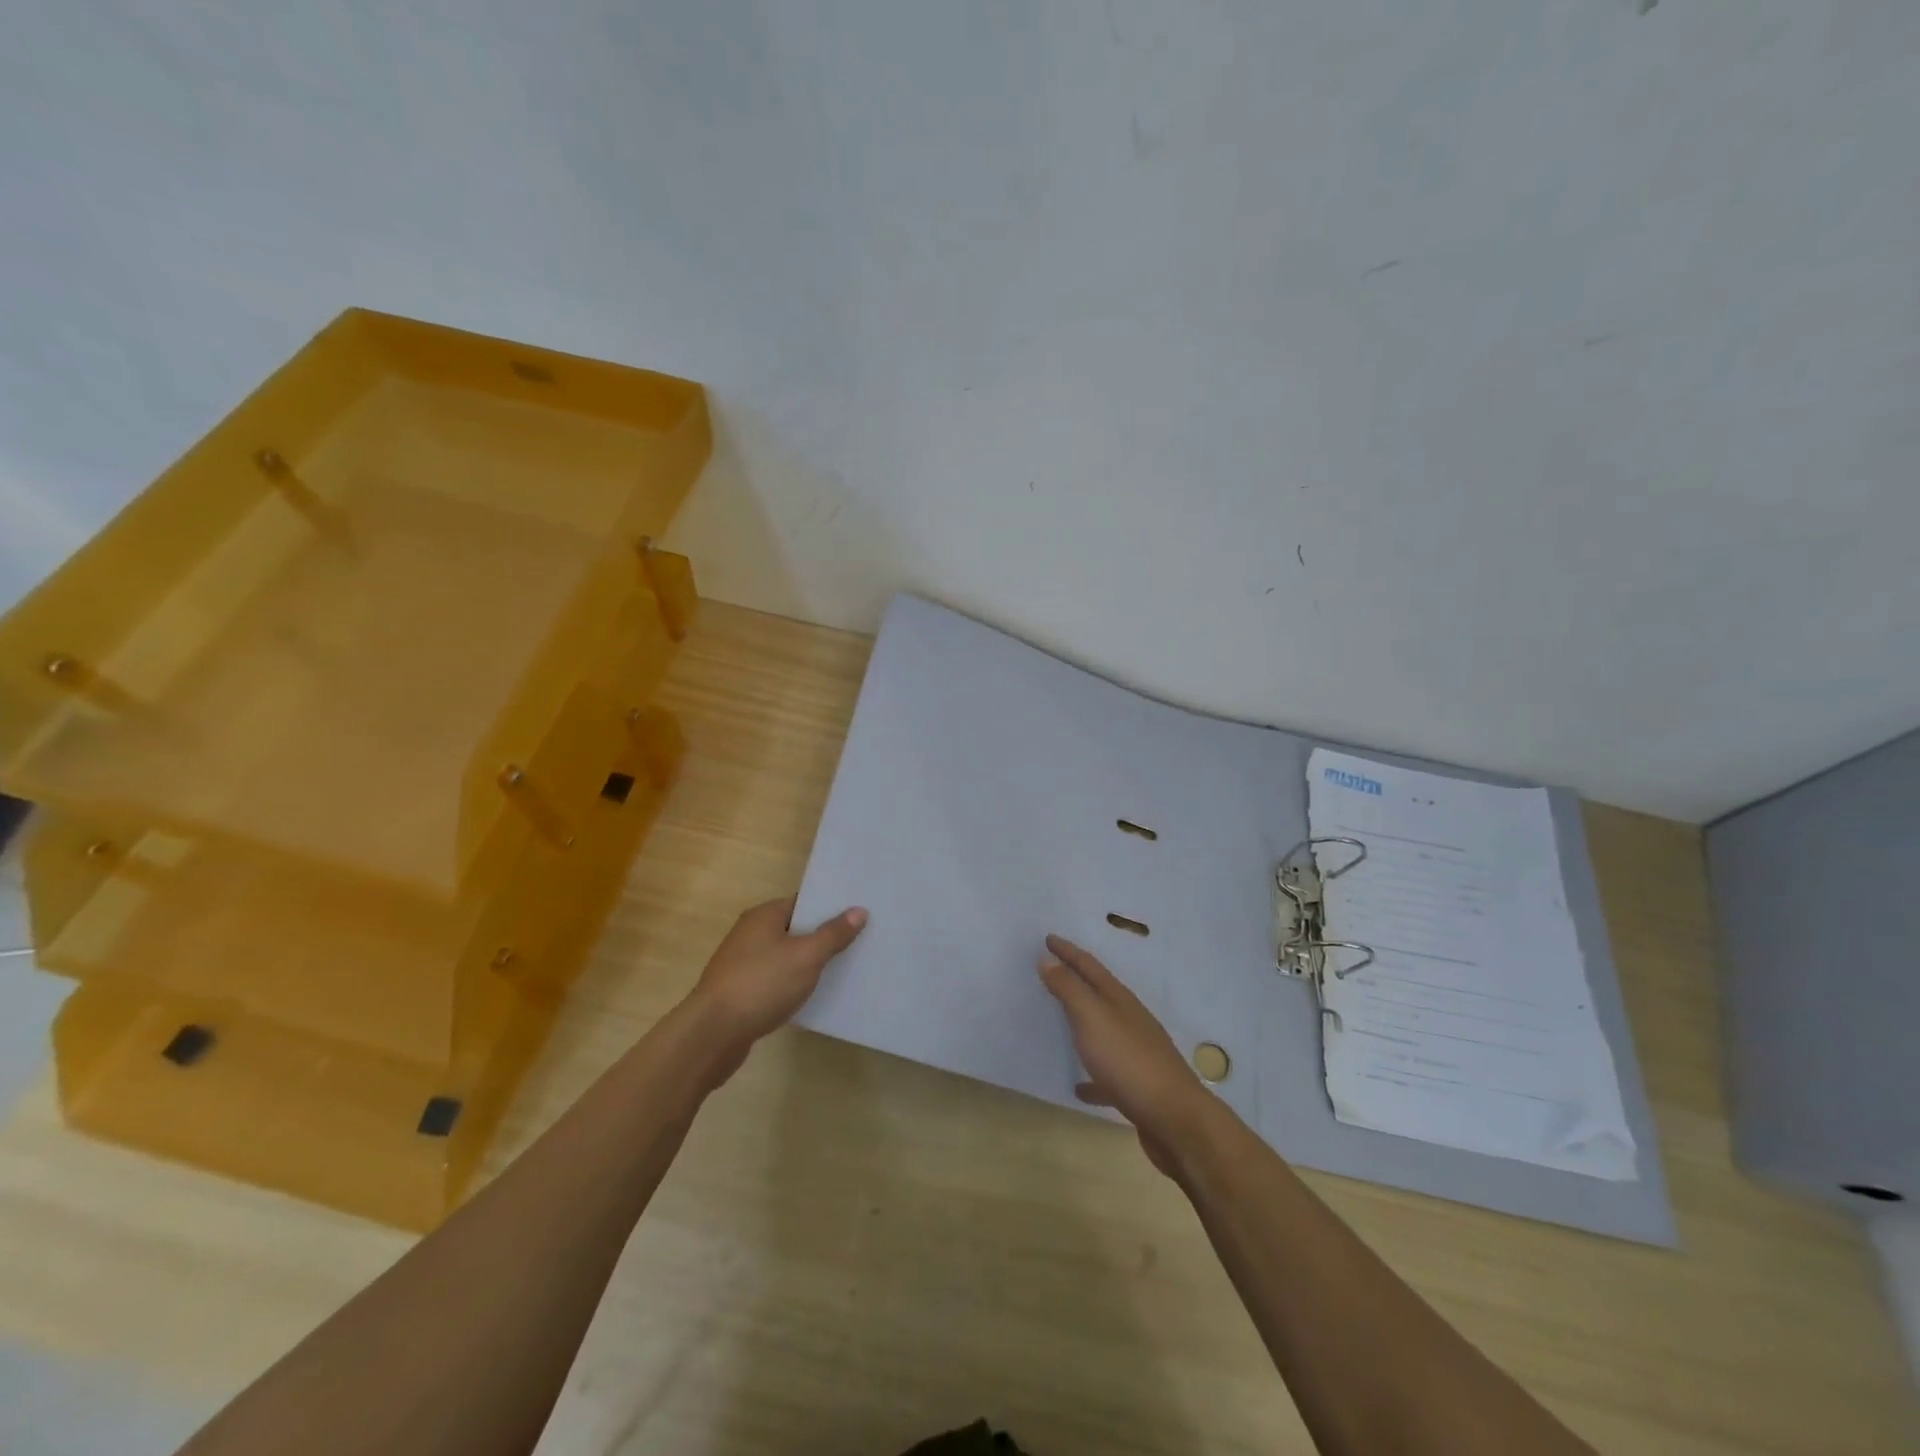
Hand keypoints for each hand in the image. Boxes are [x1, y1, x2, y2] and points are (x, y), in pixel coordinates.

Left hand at [687, 897, 866, 1076]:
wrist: (712, 1034)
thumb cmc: (761, 984)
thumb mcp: (806, 957)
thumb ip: (833, 934)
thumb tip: (859, 910)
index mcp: (764, 915)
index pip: (804, 902)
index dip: (831, 908)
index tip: (859, 916)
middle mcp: (750, 933)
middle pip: (795, 928)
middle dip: (823, 936)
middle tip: (859, 943)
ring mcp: (742, 963)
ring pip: (785, 956)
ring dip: (808, 963)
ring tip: (842, 970)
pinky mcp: (740, 991)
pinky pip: (775, 979)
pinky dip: (792, 984)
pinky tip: (811, 996)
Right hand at [1038, 935, 1212, 1175]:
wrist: (1175, 1118)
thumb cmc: (1129, 1061)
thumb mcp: (1092, 1018)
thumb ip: (1069, 989)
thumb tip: (1048, 959)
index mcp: (1119, 999)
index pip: (1089, 966)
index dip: (1067, 951)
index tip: (1047, 938)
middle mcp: (1130, 1020)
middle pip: (1098, 993)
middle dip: (1075, 979)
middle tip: (1050, 969)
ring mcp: (1136, 1053)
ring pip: (1104, 1030)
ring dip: (1083, 1022)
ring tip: (1059, 1021)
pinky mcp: (1137, 1086)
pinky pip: (1107, 1074)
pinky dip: (1092, 1076)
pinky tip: (1079, 1087)